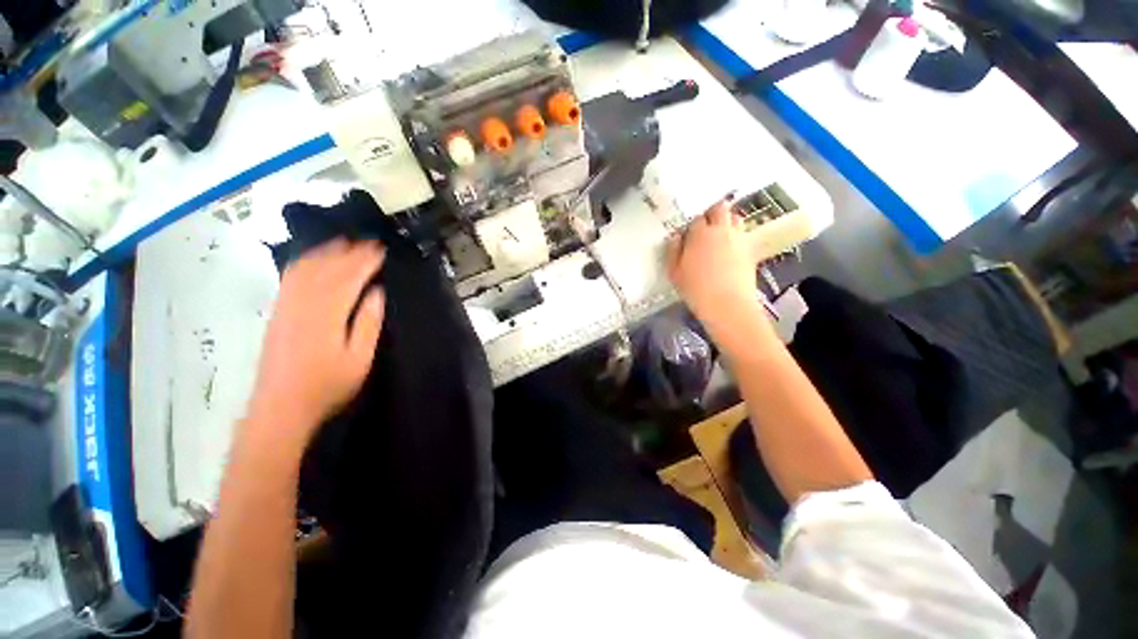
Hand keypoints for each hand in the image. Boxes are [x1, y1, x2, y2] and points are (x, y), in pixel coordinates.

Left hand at [246, 240, 385, 448]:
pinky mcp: (277, 312)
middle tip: (369, 241)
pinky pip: (289, 279)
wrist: (281, 407)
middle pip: (327, 269)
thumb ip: (368, 323)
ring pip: (305, 269)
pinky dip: (304, 263)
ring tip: (344, 243)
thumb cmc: (327, 385)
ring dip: (326, 252)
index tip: (380, 249)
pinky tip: (314, 259)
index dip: (365, 261)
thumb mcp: (359, 359)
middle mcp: (303, 304)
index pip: (348, 278)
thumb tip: (376, 292)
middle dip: (349, 252)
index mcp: (327, 315)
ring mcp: (286, 306)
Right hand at [668, 199, 761, 332]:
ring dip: (727, 222)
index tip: (688, 236)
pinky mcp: (751, 250)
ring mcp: (739, 239)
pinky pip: (744, 235)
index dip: (692, 225)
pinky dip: (737, 237)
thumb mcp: (675, 273)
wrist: (728, 305)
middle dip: (713, 213)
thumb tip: (676, 237)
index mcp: (700, 234)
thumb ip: (673, 251)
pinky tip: (730, 251)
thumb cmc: (696, 289)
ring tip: (719, 236)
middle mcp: (721, 230)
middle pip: (720, 208)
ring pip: (735, 218)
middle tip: (705, 227)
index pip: (696, 218)